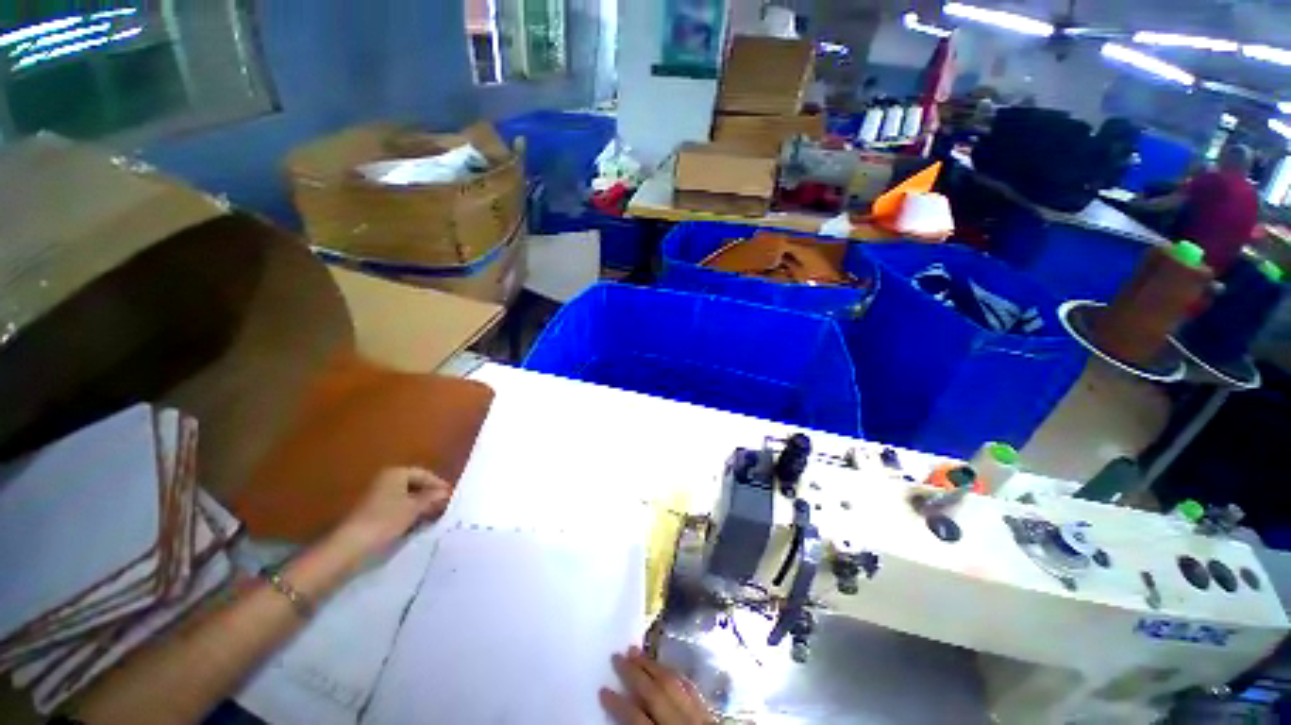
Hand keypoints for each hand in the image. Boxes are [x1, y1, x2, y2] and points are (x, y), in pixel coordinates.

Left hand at [334, 468, 452, 557]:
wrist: (351, 545)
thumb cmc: (386, 520)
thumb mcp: (415, 507)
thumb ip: (432, 498)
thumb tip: (447, 493)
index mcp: (396, 473)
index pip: (425, 474)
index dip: (439, 485)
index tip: (452, 497)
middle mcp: (386, 480)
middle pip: (415, 485)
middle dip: (430, 496)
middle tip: (445, 507)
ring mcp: (377, 496)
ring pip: (407, 498)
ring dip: (421, 506)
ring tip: (434, 517)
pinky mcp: (373, 512)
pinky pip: (397, 508)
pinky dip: (409, 514)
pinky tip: (417, 524)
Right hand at [600, 647, 710, 724]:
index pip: (637, 721)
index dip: (618, 704)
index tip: (603, 690)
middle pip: (655, 694)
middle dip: (634, 674)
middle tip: (617, 656)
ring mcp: (699, 717)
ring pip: (673, 684)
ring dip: (652, 666)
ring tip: (635, 652)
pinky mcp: (711, 714)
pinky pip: (690, 688)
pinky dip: (675, 675)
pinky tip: (665, 668)